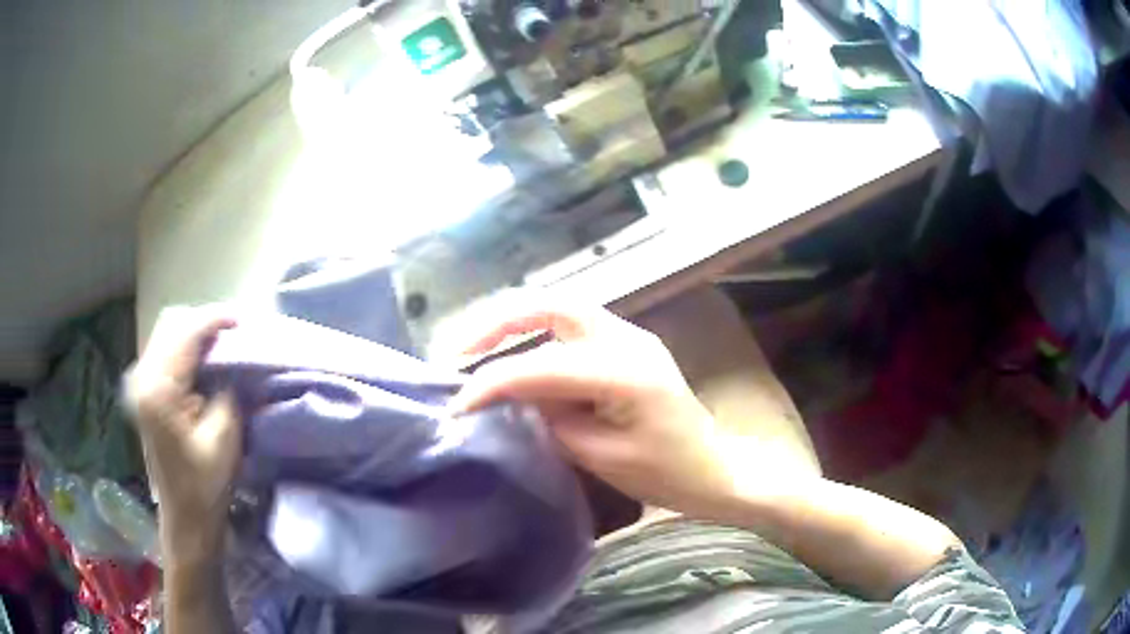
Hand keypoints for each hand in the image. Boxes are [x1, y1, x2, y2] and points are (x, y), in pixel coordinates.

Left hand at [123, 307, 239, 562]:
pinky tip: (205, 361)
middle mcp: (141, 377)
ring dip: (195, 334)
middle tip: (234, 333)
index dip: (215, 320)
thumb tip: (234, 359)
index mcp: (158, 388)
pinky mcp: (144, 392)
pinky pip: (165, 352)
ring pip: (168, 335)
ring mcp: (139, 383)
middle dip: (204, 322)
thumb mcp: (225, 436)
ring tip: (223, 344)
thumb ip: (228, 388)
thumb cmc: (205, 485)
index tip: (243, 321)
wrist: (185, 519)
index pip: (186, 333)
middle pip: (172, 324)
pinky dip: (187, 349)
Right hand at [451, 304, 742, 516]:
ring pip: (562, 309)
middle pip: (552, 306)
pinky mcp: (629, 345)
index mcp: (624, 371)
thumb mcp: (601, 457)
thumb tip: (512, 396)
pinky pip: (574, 327)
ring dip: (517, 325)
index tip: (455, 404)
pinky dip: (538, 336)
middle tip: (461, 351)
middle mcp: (627, 338)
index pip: (541, 366)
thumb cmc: (665, 473)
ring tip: (478, 351)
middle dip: (499, 323)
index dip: (492, 381)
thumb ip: (551, 421)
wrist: (715, 469)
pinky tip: (519, 358)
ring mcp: (631, 336)